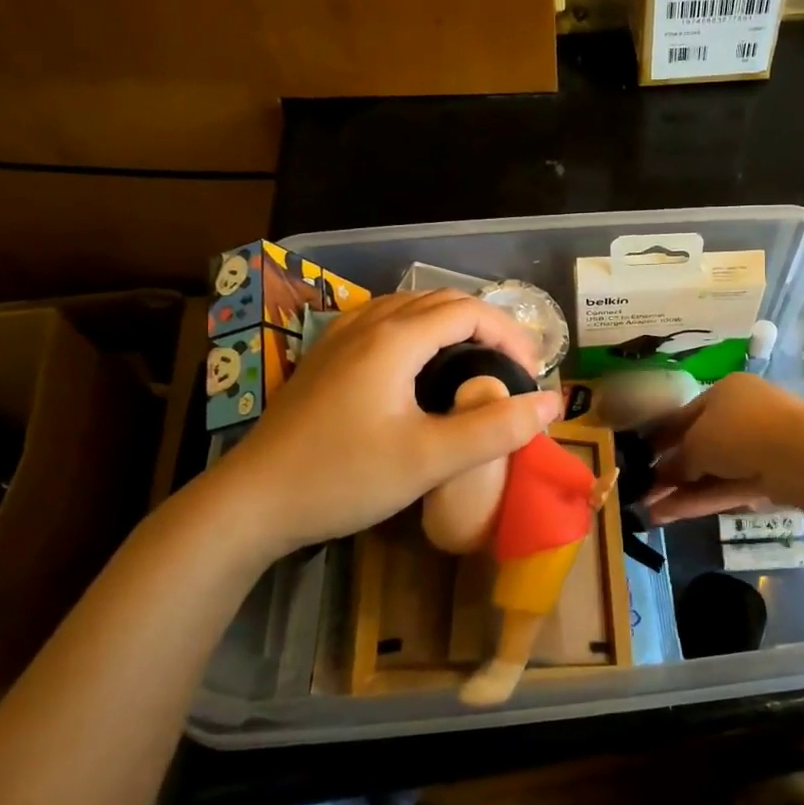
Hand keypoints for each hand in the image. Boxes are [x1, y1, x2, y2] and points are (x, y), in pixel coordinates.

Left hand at [213, 291, 561, 558]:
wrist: (251, 503)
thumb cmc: (343, 477)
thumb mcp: (429, 460)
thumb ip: (495, 429)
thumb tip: (553, 403)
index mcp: (394, 338)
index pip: (469, 310)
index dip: (510, 333)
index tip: (533, 373)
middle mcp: (367, 324)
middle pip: (441, 301)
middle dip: (487, 326)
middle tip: (513, 368)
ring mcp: (340, 338)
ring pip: (410, 308)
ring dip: (452, 325)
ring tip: (476, 362)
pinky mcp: (325, 358)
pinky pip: (385, 323)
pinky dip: (420, 332)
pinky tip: (420, 367)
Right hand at [646, 373, 803, 523]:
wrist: (800, 455)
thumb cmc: (739, 431)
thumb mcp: (697, 442)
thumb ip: (677, 461)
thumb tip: (661, 476)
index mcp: (724, 392)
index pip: (685, 415)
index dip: (659, 437)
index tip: (638, 457)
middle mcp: (741, 415)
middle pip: (698, 445)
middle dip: (669, 470)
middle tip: (641, 490)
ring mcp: (758, 448)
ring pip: (712, 471)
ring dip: (681, 491)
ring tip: (648, 510)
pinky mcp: (768, 478)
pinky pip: (727, 487)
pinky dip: (700, 500)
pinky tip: (669, 516)